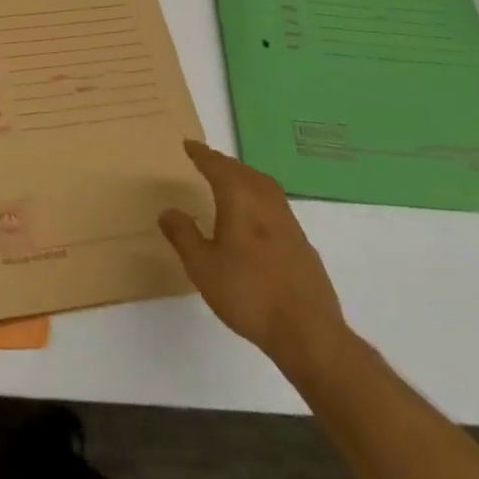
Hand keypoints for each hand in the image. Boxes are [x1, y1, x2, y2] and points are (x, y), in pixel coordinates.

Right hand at [159, 140, 347, 373]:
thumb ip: (183, 235)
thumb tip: (169, 211)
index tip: (189, 145)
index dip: (202, 155)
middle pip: (245, 172)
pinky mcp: (303, 247)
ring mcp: (290, 225)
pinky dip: (260, 200)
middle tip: (208, 161)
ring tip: (231, 183)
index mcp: (241, 201)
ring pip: (265, 188)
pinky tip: (255, 220)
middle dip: (225, 163)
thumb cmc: (248, 293)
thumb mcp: (202, 266)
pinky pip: (277, 207)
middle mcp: (267, 204)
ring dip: (246, 178)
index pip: (218, 167)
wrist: (309, 333)